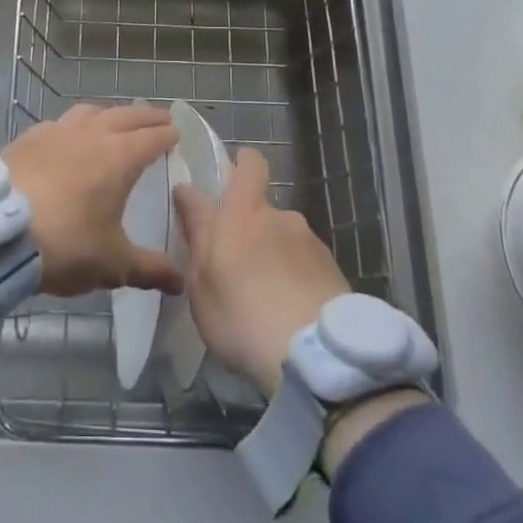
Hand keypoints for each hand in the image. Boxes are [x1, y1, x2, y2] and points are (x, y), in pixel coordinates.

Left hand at [4, 104, 182, 297]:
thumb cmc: (64, 244)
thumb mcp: (112, 264)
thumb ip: (149, 269)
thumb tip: (180, 282)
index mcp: (119, 157)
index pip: (152, 137)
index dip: (168, 135)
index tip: (177, 134)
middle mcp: (91, 134)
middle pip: (126, 115)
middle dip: (146, 117)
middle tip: (159, 120)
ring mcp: (56, 131)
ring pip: (90, 111)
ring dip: (109, 114)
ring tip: (114, 123)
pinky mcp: (28, 138)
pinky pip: (58, 123)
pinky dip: (72, 126)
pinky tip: (66, 139)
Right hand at [172, 149, 349, 395]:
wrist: (315, 357)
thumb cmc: (241, 315)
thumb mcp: (200, 281)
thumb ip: (196, 233)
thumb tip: (187, 192)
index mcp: (244, 212)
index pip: (250, 165)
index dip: (242, 165)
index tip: (231, 178)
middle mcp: (282, 217)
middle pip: (263, 212)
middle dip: (251, 232)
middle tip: (237, 270)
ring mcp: (312, 244)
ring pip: (285, 241)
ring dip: (275, 259)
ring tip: (267, 302)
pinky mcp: (335, 272)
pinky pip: (307, 268)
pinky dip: (297, 282)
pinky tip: (291, 315)